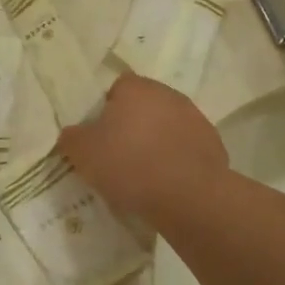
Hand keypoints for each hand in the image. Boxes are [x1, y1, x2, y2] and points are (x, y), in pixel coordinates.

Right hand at [57, 74, 228, 226]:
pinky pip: (185, 147)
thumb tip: (72, 133)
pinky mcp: (213, 144)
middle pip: (143, 105)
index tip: (100, 135)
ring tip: (143, 172)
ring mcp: (195, 118)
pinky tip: (167, 181)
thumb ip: (72, 137)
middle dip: (132, 124)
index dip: (106, 109)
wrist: (188, 196)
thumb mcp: (83, 153)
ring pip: (166, 125)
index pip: (116, 87)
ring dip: (156, 140)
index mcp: (135, 88)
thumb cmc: (129, 165)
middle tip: (117, 153)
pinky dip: (176, 159)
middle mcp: (168, 94)